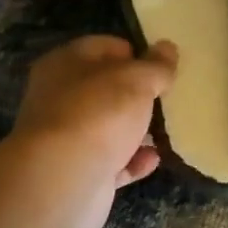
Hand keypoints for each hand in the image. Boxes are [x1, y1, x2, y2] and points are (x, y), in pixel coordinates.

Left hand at [5, 35, 177, 227]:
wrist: (63, 180)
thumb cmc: (98, 113)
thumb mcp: (137, 80)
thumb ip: (156, 65)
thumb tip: (168, 48)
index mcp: (65, 64)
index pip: (104, 47)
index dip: (134, 53)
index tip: (161, 66)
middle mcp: (60, 97)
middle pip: (106, 88)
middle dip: (137, 94)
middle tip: (167, 97)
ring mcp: (67, 137)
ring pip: (108, 126)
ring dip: (136, 129)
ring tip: (167, 129)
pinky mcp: (77, 171)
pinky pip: (111, 160)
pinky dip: (132, 160)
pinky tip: (153, 159)